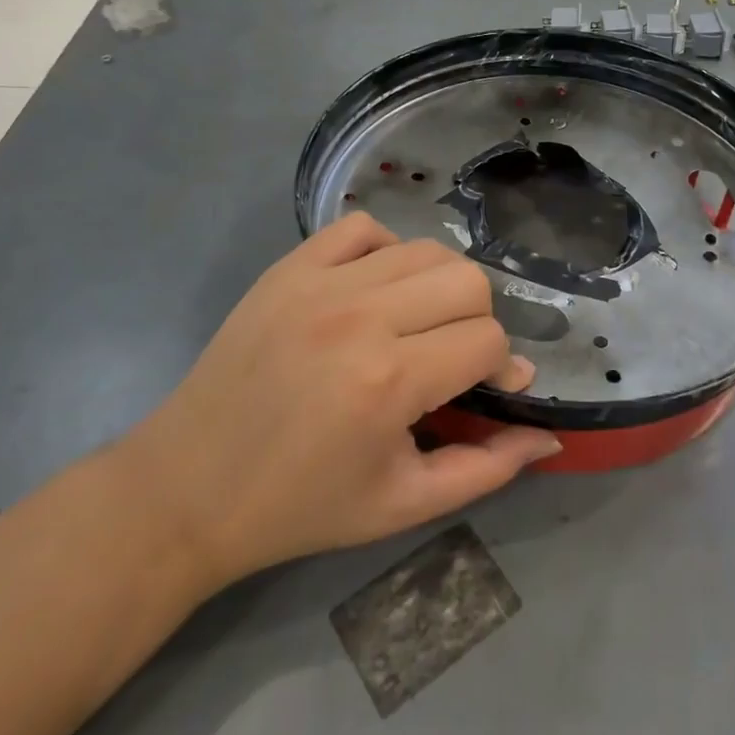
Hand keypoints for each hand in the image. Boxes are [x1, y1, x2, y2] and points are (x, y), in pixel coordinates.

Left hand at [120, 213, 557, 587]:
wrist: (187, 488)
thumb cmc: (301, 506)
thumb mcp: (402, 505)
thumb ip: (486, 469)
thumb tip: (547, 434)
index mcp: (388, 381)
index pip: (487, 340)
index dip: (499, 367)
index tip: (486, 390)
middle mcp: (359, 317)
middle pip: (467, 280)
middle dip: (477, 320)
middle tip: (450, 358)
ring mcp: (318, 283)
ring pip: (423, 249)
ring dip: (438, 287)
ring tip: (416, 324)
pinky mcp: (287, 268)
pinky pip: (360, 228)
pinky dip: (384, 251)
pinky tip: (375, 290)